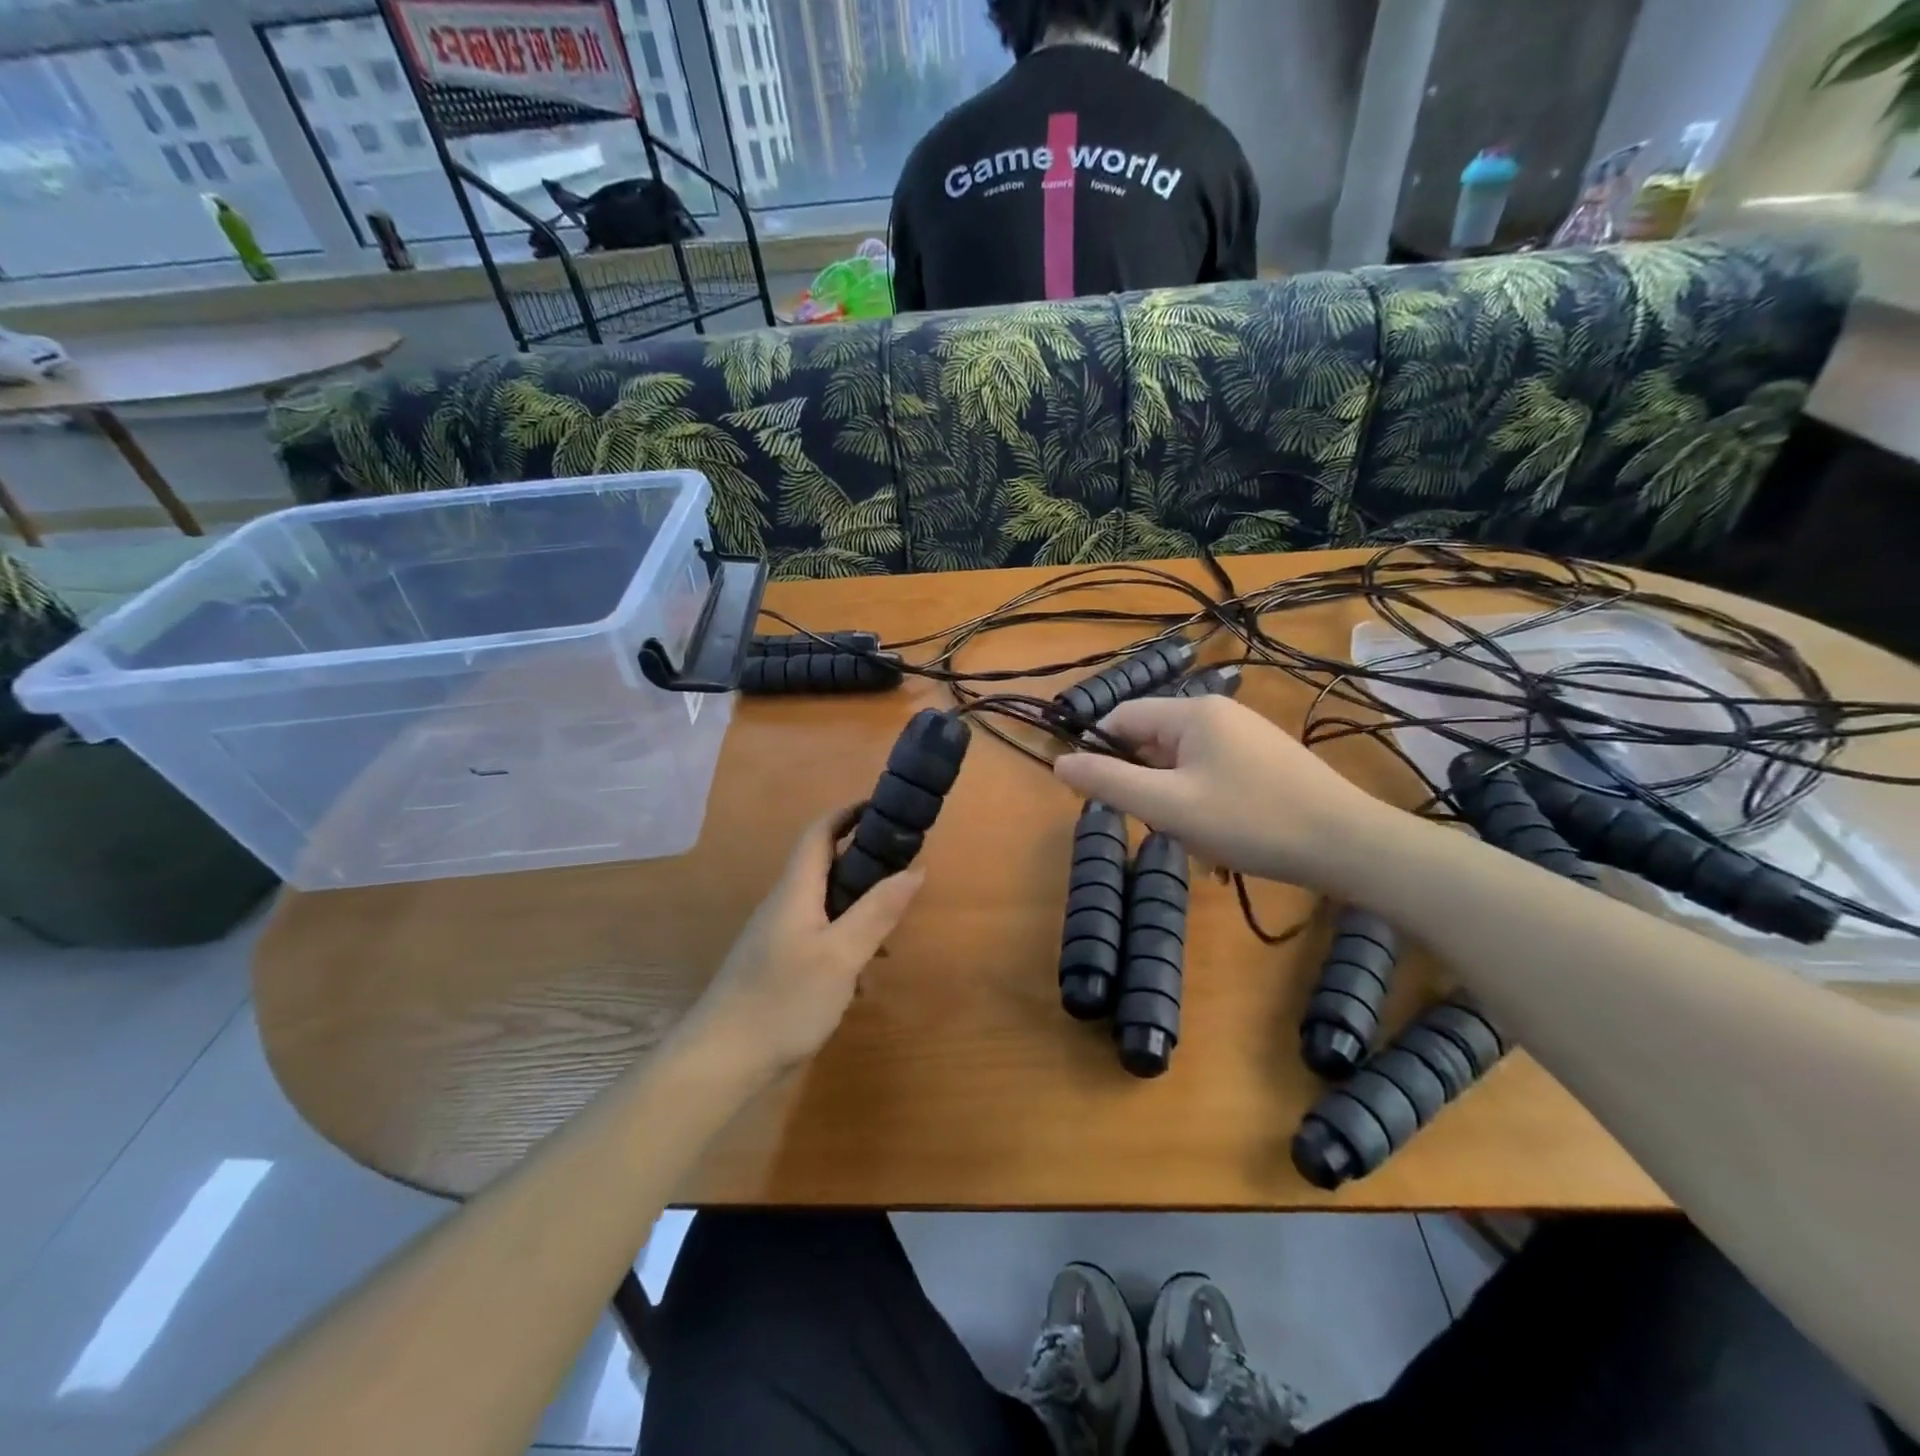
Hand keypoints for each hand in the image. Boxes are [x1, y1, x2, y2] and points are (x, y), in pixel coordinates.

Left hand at [684, 805, 923, 1075]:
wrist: (722, 1059)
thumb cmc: (783, 999)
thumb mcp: (841, 955)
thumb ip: (878, 911)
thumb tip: (916, 868)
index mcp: (796, 890)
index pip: (819, 832)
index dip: (849, 812)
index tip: (885, 807)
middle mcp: (785, 905)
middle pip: (824, 865)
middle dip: (864, 858)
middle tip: (904, 867)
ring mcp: (779, 936)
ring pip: (825, 903)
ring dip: (859, 904)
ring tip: (894, 926)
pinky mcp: (778, 965)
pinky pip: (820, 934)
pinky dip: (847, 938)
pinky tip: (864, 974)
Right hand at [1053, 695, 1399, 888]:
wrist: (1347, 844)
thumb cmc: (1250, 821)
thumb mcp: (1168, 807)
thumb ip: (1109, 783)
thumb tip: (1060, 763)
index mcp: (1192, 712)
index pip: (1122, 717)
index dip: (1101, 753)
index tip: (1102, 798)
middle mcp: (1218, 712)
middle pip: (1152, 740)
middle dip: (1146, 784)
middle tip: (1163, 826)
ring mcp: (1247, 734)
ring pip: (1182, 762)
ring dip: (1175, 799)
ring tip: (1199, 836)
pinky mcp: (1266, 758)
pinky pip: (1212, 772)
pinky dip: (1203, 801)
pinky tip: (1223, 834)